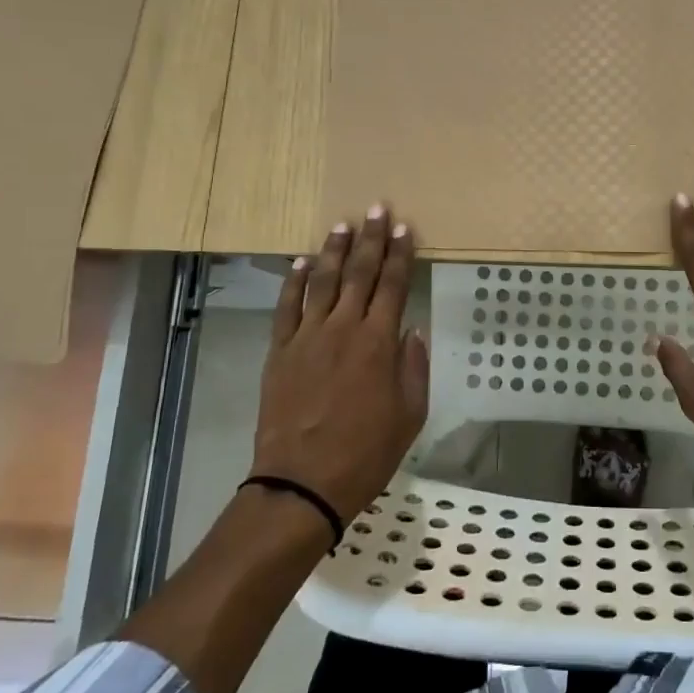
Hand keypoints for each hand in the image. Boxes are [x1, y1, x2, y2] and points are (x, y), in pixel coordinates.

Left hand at [254, 204, 428, 519]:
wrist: (302, 483)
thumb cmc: (366, 453)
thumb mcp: (410, 414)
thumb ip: (413, 366)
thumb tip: (410, 329)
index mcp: (379, 343)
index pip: (393, 286)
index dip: (400, 255)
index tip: (405, 229)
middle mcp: (343, 329)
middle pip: (359, 273)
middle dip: (371, 239)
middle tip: (376, 209)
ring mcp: (307, 337)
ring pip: (322, 282)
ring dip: (334, 251)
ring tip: (342, 224)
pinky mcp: (280, 352)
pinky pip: (286, 307)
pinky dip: (293, 282)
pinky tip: (300, 261)